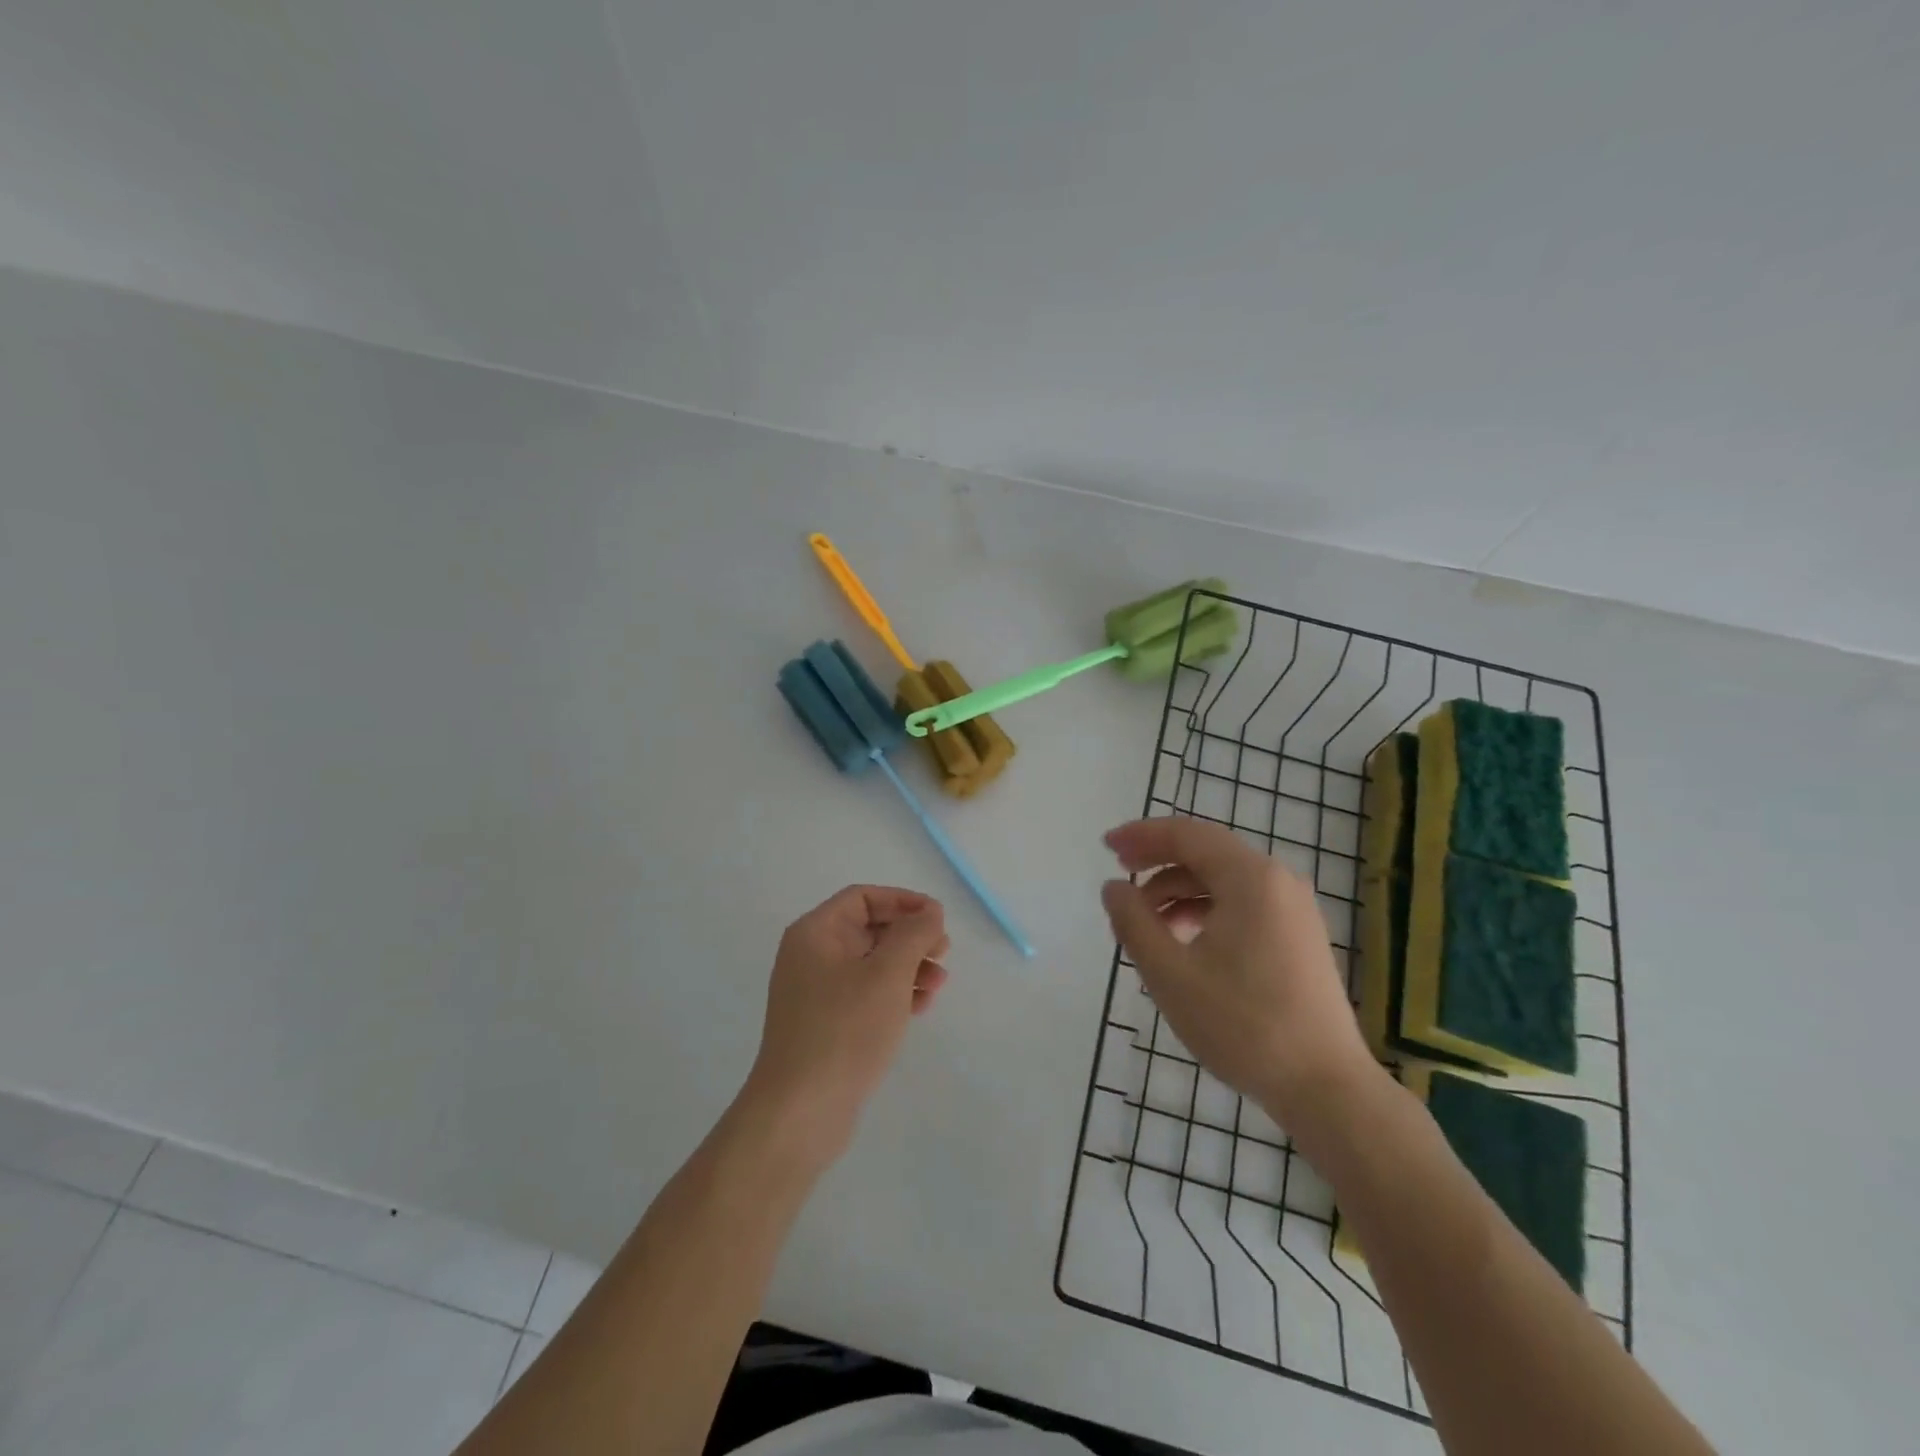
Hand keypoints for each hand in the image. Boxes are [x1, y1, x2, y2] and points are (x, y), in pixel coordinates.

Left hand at [739, 885, 949, 1169]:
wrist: (801, 1111)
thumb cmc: (844, 1030)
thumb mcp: (887, 974)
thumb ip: (913, 934)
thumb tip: (929, 912)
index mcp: (815, 933)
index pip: (863, 898)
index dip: (903, 901)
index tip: (938, 918)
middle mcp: (811, 956)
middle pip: (869, 929)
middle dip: (910, 937)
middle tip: (944, 952)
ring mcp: (816, 993)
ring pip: (872, 964)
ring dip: (909, 967)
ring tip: (939, 984)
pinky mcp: (826, 1025)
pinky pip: (866, 994)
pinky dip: (894, 994)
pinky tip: (920, 1008)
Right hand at [1100, 818, 1379, 1126]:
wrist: (1324, 1087)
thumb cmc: (1241, 1024)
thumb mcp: (1170, 972)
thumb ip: (1134, 921)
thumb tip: (1114, 887)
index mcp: (1250, 878)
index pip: (1187, 835)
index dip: (1141, 836)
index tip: (1105, 847)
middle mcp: (1278, 881)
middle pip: (1207, 853)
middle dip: (1158, 861)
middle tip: (1119, 878)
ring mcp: (1294, 909)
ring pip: (1224, 881)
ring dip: (1179, 891)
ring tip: (1146, 923)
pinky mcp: (1299, 936)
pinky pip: (1243, 904)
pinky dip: (1206, 910)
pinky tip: (1184, 942)